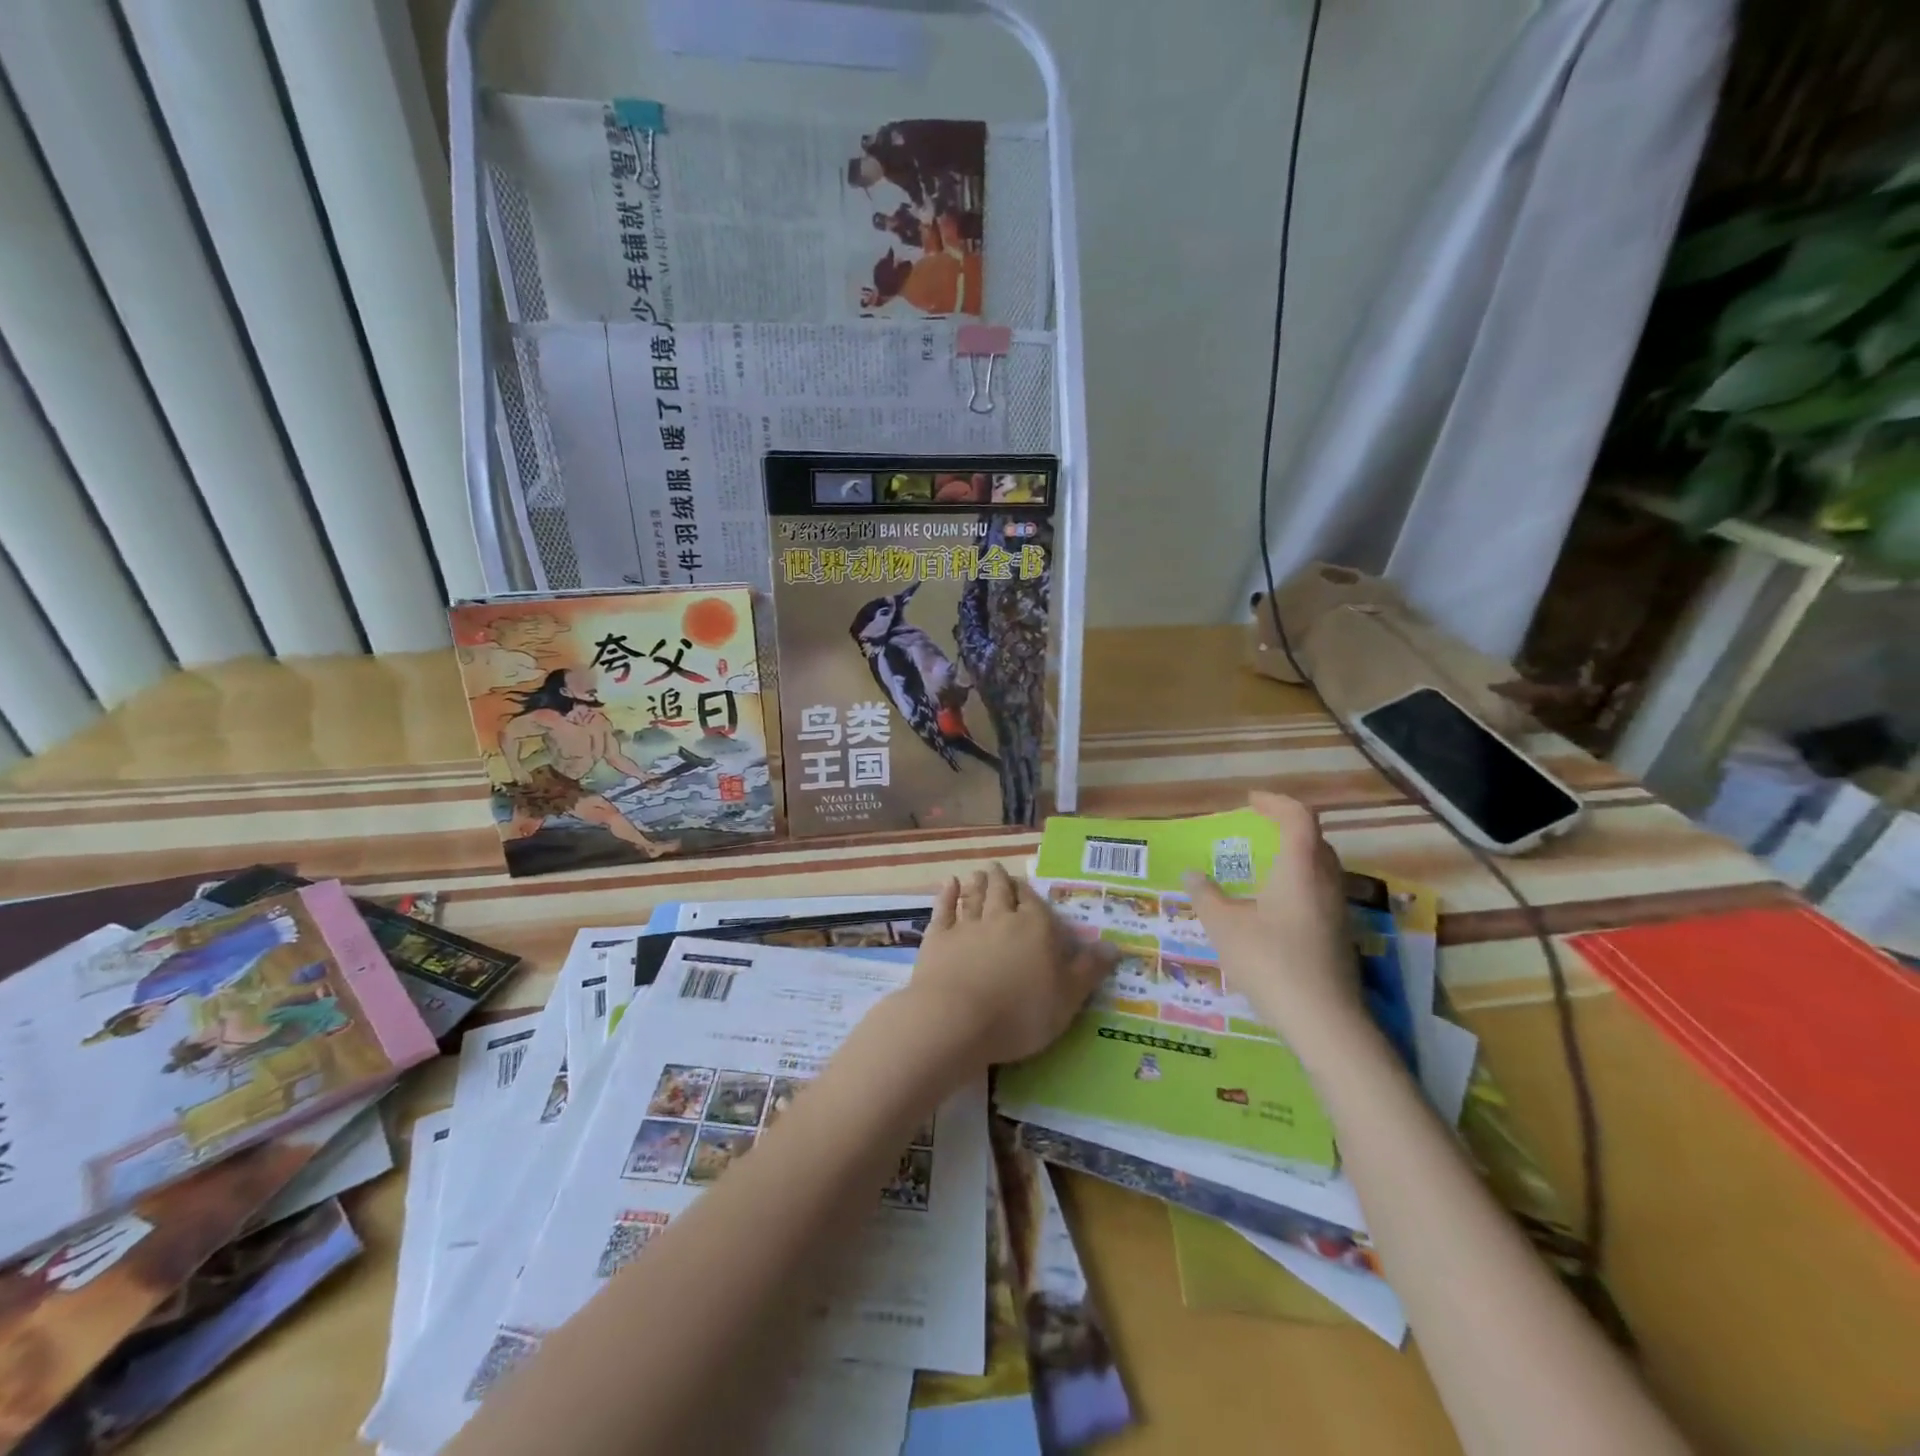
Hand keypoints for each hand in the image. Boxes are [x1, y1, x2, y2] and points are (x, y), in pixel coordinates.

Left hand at [906, 864, 1116, 1067]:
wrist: (956, 1019)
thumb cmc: (1020, 1013)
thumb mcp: (1067, 999)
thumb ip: (1089, 970)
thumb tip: (1114, 946)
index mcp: (1036, 928)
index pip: (1036, 903)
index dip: (1031, 895)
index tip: (1027, 887)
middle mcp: (1002, 918)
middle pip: (1003, 892)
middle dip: (1002, 881)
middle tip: (998, 869)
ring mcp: (967, 925)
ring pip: (975, 896)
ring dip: (978, 883)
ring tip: (979, 873)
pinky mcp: (938, 938)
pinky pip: (944, 909)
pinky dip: (946, 895)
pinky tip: (948, 884)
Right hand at [1183, 791, 1362, 1048]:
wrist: (1324, 1021)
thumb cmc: (1270, 962)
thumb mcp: (1224, 927)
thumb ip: (1206, 896)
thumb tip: (1191, 874)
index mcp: (1299, 869)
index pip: (1298, 818)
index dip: (1276, 803)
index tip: (1251, 801)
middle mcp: (1324, 882)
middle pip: (1314, 841)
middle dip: (1287, 828)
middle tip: (1258, 831)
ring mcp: (1337, 911)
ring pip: (1320, 869)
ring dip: (1295, 857)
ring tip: (1262, 868)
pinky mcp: (1339, 936)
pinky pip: (1319, 893)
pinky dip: (1298, 884)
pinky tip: (1274, 909)